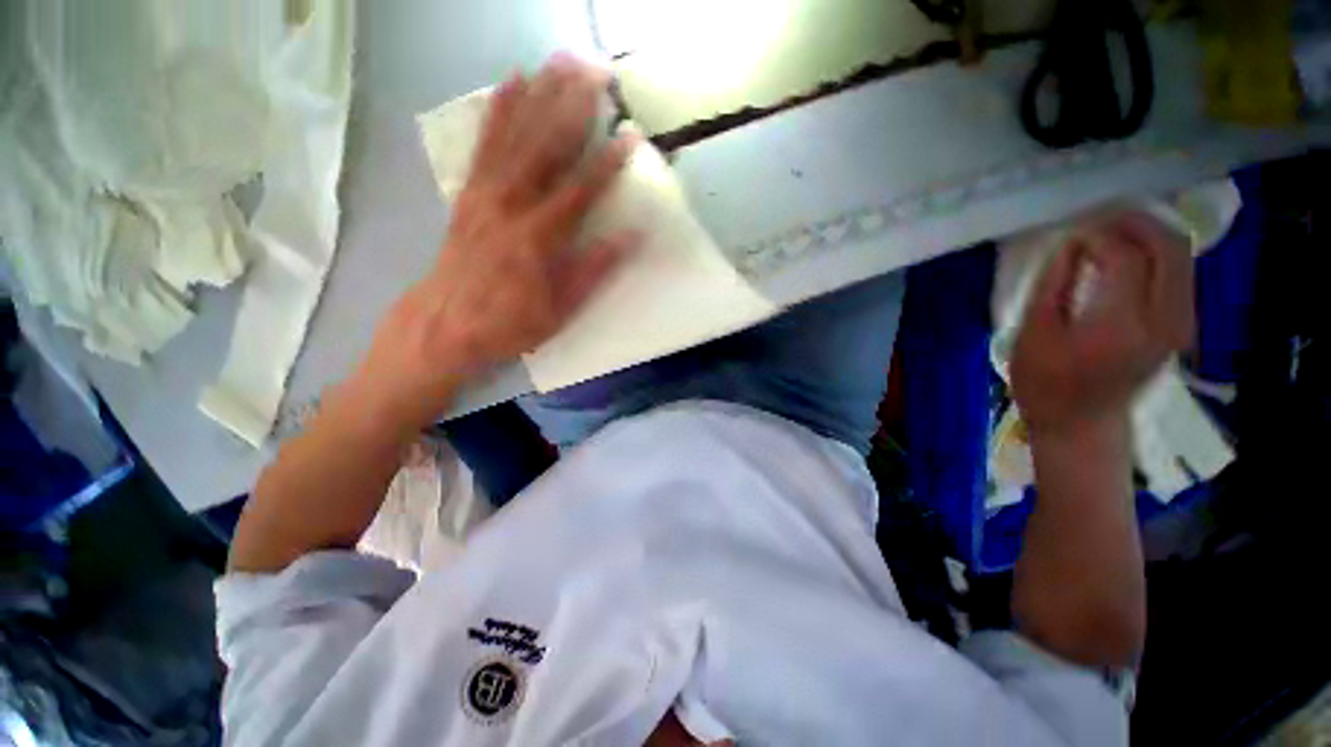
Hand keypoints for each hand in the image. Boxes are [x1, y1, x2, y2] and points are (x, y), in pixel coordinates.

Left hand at [351, 54, 639, 429]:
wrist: (443, 325)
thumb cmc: (507, 325)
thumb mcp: (558, 311)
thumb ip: (592, 271)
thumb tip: (629, 239)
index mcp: (537, 240)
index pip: (579, 192)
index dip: (606, 164)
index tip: (630, 137)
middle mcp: (509, 206)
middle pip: (545, 149)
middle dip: (572, 107)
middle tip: (597, 73)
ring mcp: (485, 194)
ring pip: (515, 135)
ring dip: (540, 95)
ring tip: (561, 62)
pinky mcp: (468, 192)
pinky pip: (484, 144)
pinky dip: (498, 110)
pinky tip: (511, 83)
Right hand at [1011, 211, 1194, 434]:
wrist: (1081, 423)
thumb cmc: (1045, 383)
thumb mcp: (1033, 334)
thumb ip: (1054, 285)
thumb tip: (1071, 245)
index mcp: (1120, 326)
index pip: (1124, 258)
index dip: (1097, 237)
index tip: (1070, 237)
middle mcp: (1163, 320)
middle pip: (1168, 246)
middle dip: (1134, 222)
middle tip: (1098, 220)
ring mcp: (1179, 323)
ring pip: (1181, 254)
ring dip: (1148, 233)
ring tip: (1110, 231)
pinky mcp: (1181, 324)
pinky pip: (1180, 271)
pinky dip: (1157, 252)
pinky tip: (1128, 254)